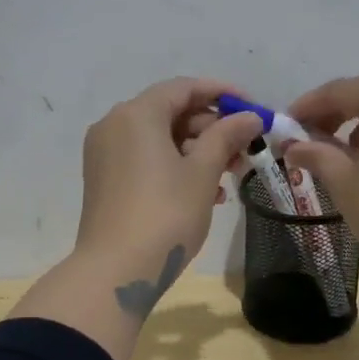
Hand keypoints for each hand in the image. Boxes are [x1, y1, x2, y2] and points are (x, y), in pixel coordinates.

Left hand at [74, 78, 266, 311]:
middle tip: (246, 149)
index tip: (253, 108)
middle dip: (212, 129)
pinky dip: (175, 168)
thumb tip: (250, 116)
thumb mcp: (203, 173)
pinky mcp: (104, 180)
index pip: (184, 88)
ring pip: (160, 140)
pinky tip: (206, 193)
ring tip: (231, 175)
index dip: (222, 94)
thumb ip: (226, 136)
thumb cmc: (165, 214)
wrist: (116, 271)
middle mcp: (114, 126)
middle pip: (171, 113)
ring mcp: (105, 154)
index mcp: (136, 114)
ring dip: (198, 152)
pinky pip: (145, 160)